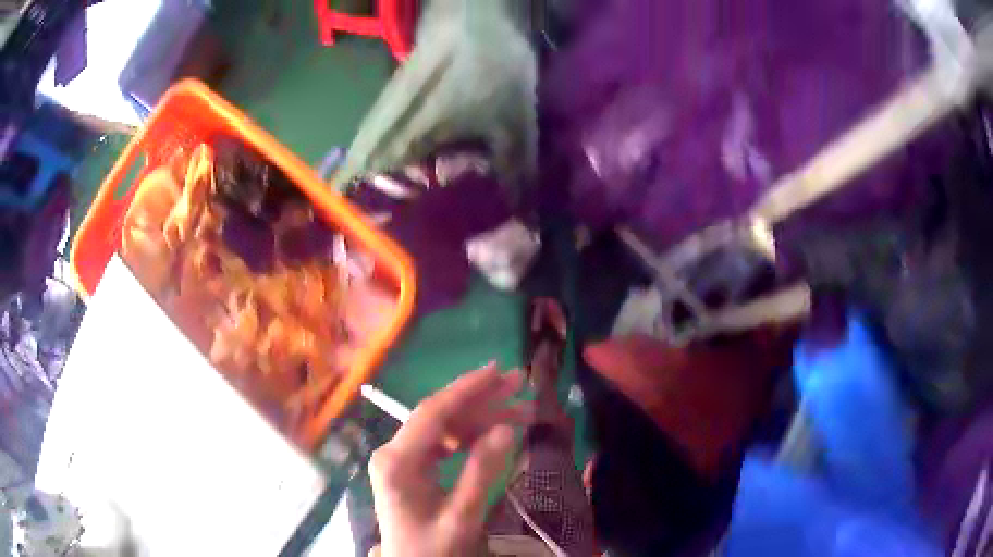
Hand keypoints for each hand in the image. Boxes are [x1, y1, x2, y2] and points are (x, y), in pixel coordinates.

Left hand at [369, 364, 531, 555]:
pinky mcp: (411, 468)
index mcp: (397, 461)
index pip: (433, 412)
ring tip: (521, 408)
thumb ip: (482, 472)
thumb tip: (507, 428)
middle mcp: (394, 452)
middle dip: (481, 399)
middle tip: (520, 383)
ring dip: (482, 416)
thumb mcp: (461, 516)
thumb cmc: (433, 548)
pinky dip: (472, 435)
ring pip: (444, 427)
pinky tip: (498, 431)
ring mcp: (401, 459)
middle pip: (440, 415)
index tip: (499, 370)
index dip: (467, 389)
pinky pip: (443, 443)